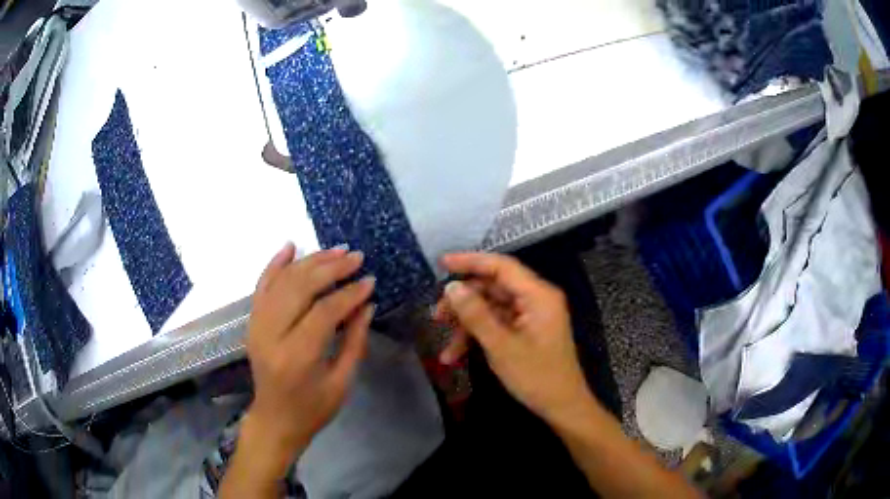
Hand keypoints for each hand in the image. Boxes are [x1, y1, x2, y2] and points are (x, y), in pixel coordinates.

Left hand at [244, 243, 374, 466]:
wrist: (274, 420)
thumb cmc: (312, 409)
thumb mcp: (342, 382)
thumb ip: (354, 341)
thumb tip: (367, 304)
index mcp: (296, 357)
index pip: (323, 312)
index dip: (349, 293)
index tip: (370, 280)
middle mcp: (270, 335)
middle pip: (299, 288)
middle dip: (330, 268)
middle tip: (356, 257)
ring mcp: (257, 326)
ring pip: (281, 281)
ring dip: (309, 262)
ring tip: (335, 251)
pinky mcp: (252, 322)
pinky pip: (262, 286)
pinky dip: (275, 263)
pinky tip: (291, 246)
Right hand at [436, 253, 595, 422]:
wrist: (562, 407)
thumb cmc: (537, 377)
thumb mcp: (501, 347)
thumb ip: (475, 314)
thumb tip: (452, 287)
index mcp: (538, 295)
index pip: (501, 266)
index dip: (470, 261)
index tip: (441, 263)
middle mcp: (536, 299)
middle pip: (493, 288)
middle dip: (463, 302)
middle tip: (436, 316)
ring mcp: (531, 316)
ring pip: (491, 308)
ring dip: (467, 324)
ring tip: (445, 346)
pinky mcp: (526, 331)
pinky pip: (497, 324)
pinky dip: (477, 336)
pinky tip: (456, 356)